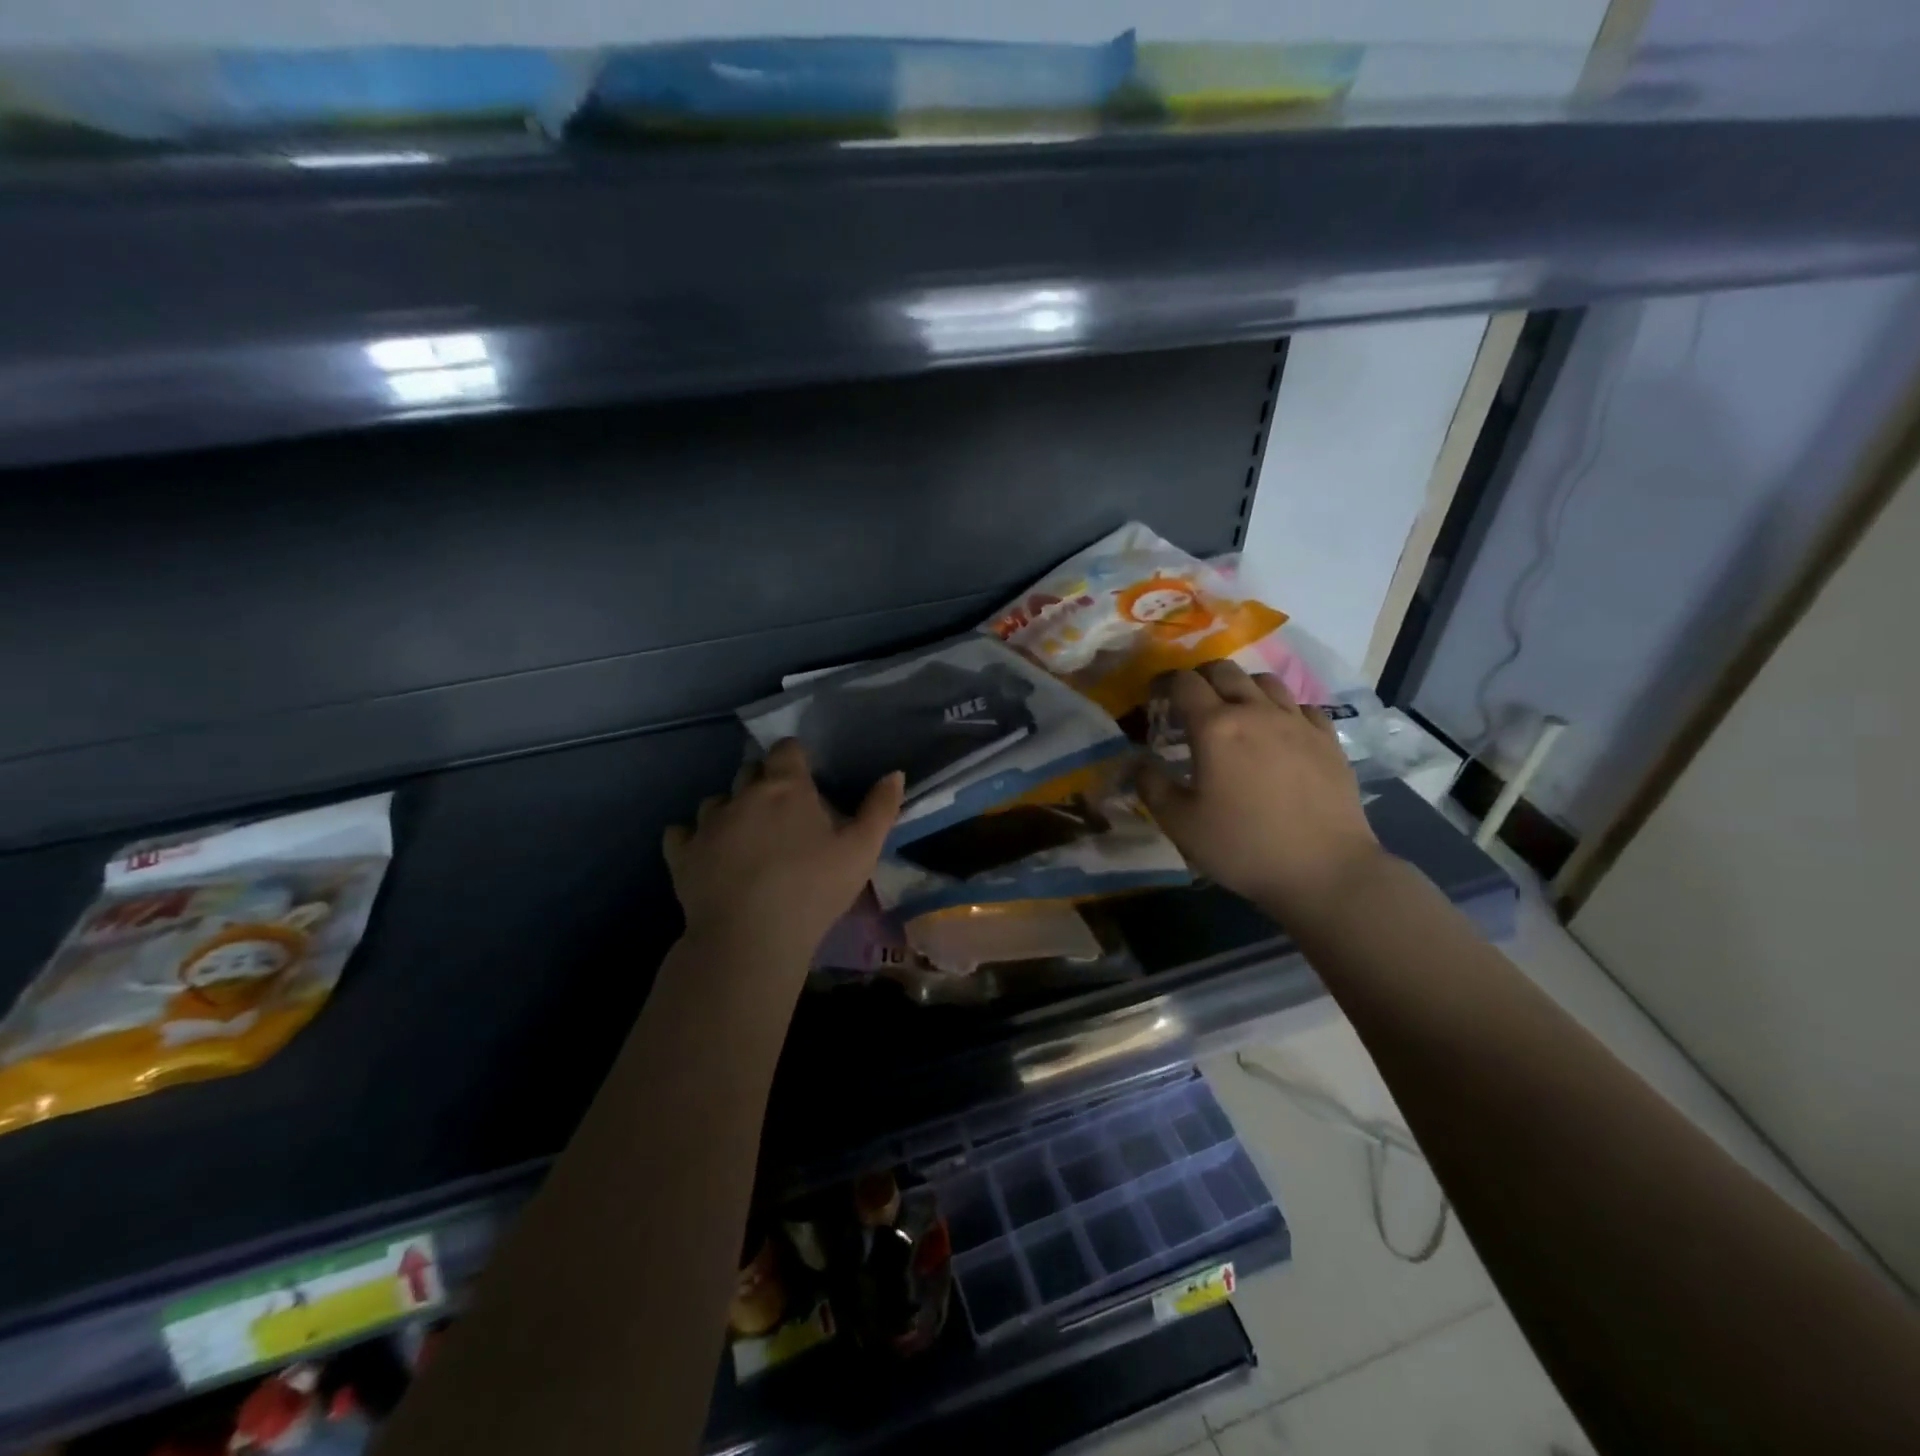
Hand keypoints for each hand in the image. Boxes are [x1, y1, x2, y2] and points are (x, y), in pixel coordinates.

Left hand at [663, 739, 903, 964]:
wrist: (751, 938)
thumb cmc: (814, 889)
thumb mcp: (862, 851)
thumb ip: (881, 809)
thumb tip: (895, 773)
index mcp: (786, 787)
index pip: (787, 750)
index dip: (796, 757)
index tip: (806, 775)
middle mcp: (742, 795)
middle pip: (749, 771)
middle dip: (764, 782)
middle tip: (782, 811)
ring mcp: (707, 824)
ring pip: (715, 800)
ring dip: (729, 809)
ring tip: (744, 835)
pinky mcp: (682, 855)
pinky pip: (680, 833)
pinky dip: (692, 837)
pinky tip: (705, 853)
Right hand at [1137, 661, 1383, 924]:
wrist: (1324, 870)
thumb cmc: (1243, 846)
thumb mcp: (1179, 823)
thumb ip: (1151, 785)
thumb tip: (1136, 761)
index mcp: (1215, 727)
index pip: (1183, 683)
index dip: (1164, 684)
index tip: (1154, 698)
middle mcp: (1256, 711)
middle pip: (1224, 670)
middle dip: (1200, 678)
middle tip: (1190, 703)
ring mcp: (1297, 722)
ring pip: (1265, 681)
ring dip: (1242, 687)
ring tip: (1234, 712)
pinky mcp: (1327, 739)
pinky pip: (1300, 706)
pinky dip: (1281, 709)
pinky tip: (1278, 732)